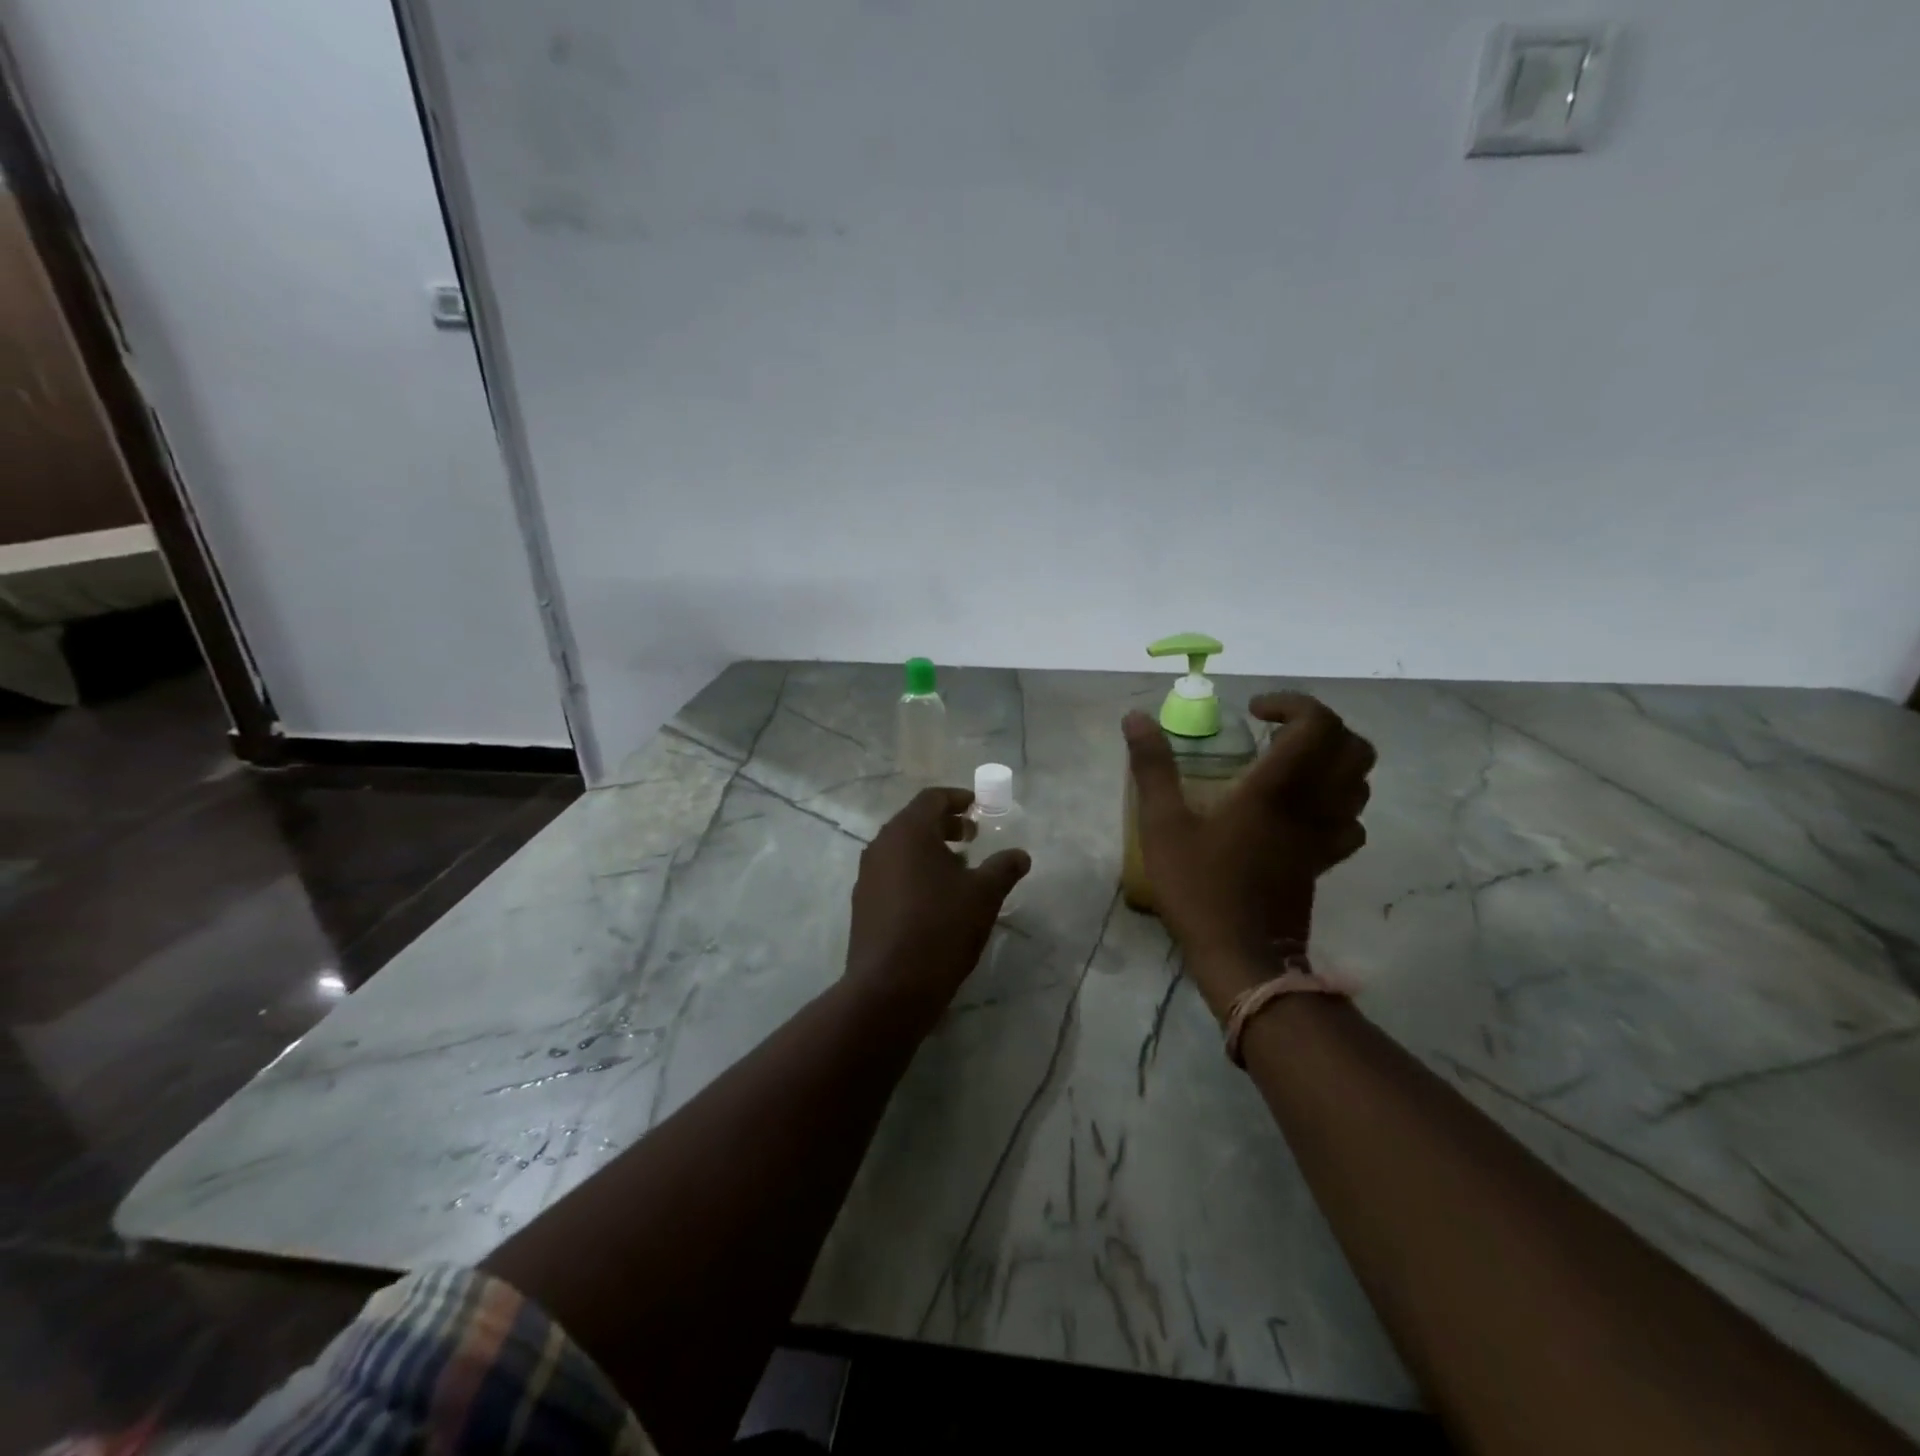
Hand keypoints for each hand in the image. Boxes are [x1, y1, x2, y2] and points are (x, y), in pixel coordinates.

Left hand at [844, 787, 1030, 1027]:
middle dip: (945, 825)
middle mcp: (881, 845)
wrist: (890, 987)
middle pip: (914, 822)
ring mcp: (867, 875)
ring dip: (930, 850)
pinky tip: (935, 899)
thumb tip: (1020, 855)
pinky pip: (891, 873)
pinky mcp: (863, 903)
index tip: (978, 807)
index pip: (932, 799)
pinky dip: (914, 872)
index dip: (957, 799)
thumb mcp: (984, 895)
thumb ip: (1003, 868)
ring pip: (901, 849)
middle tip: (972, 837)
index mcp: (908, 832)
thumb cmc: (941, 928)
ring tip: (959, 869)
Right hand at [1124, 694, 1374, 1017]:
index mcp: (1277, 789)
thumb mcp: (1163, 824)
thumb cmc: (1200, 887)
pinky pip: (1352, 821)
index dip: (1292, 703)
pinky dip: (1338, 803)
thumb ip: (1152, 767)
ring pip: (1361, 782)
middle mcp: (1314, 805)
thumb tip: (1135, 718)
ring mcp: (1326, 836)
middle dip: (1320, 725)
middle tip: (1277, 731)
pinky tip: (1302, 810)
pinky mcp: (1325, 862)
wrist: (1241, 957)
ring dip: (1332, 759)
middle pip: (1353, 747)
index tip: (1253, 712)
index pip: (1317, 724)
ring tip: (1289, 763)